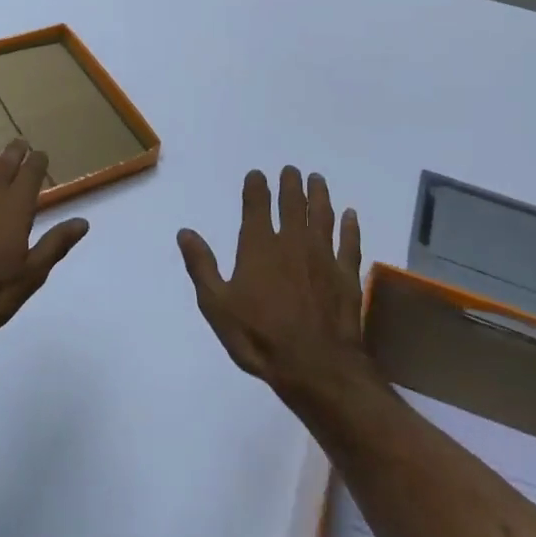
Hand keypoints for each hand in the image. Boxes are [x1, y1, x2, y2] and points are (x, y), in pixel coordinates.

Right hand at [177, 166, 366, 400]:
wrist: (315, 366)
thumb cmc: (259, 337)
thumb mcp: (217, 305)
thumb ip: (202, 265)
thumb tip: (185, 232)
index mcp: (259, 246)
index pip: (257, 205)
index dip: (256, 186)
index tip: (257, 174)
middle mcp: (292, 242)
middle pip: (292, 204)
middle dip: (290, 184)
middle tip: (291, 170)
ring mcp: (323, 257)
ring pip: (322, 216)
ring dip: (319, 195)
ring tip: (317, 179)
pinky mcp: (346, 275)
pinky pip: (349, 243)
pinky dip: (350, 226)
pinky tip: (350, 214)